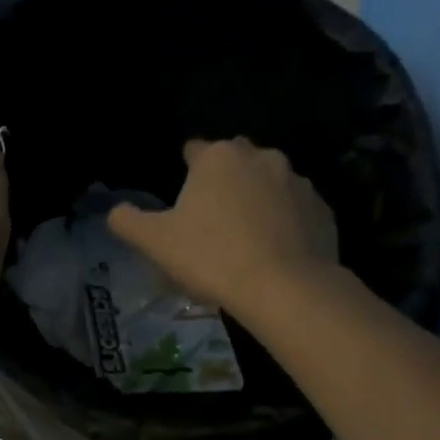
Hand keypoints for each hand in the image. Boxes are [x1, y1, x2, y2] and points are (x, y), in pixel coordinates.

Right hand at [108, 138, 338, 316]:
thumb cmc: (211, 257)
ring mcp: (298, 182)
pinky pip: (296, 211)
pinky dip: (285, 224)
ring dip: (256, 203)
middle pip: (235, 164)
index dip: (185, 172)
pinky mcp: (323, 210)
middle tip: (211, 223)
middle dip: (223, 184)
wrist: (284, 288)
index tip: (183, 201)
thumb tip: (116, 211)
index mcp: (218, 157)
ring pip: (268, 186)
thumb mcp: (154, 242)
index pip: (195, 150)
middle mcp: (261, 157)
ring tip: (245, 242)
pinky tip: (274, 254)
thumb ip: (127, 221)